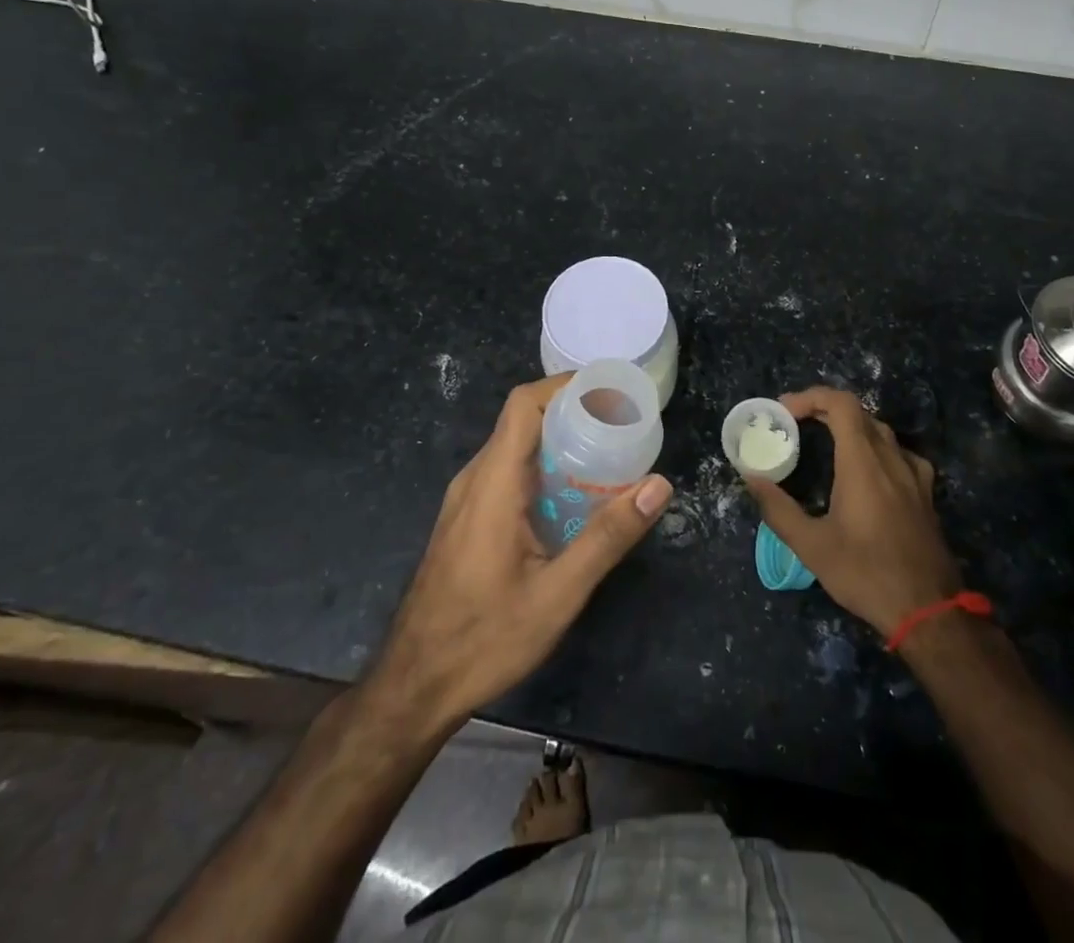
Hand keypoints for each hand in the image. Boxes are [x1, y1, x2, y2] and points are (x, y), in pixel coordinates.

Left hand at [374, 374, 672, 728]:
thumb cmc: (484, 638)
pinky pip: (506, 474)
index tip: (609, 392)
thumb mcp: (558, 593)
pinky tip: (572, 499)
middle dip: (572, 413)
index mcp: (492, 482)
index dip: (565, 386)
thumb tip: (659, 485)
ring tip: (607, 455)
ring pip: (514, 448)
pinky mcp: (466, 520)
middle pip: (523, 421)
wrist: (414, 687)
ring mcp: (465, 500)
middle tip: (622, 426)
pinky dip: (542, 469)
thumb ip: (608, 536)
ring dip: (558, 442)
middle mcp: (474, 479)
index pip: (523, 404)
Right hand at [745, 387, 962, 638]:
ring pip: (879, 430)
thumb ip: (778, 508)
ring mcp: (913, 474)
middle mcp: (891, 457)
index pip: (840, 403)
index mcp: (862, 462)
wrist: (929, 611)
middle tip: (795, 424)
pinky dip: (874, 447)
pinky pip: (898, 452)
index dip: (810, 397)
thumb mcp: (811, 546)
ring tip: (823, 441)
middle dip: (823, 408)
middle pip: (858, 412)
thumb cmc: (865, 574)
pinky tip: (866, 469)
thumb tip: (751, 478)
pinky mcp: (925, 492)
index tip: (784, 411)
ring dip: (849, 426)